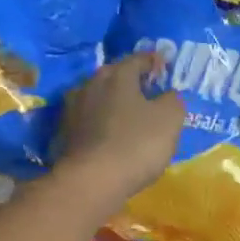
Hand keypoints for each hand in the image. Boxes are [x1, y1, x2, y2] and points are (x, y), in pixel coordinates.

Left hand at [53, 52, 184, 209]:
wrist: (91, 181)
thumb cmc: (136, 143)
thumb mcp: (170, 119)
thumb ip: (173, 100)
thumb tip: (168, 95)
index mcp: (117, 75)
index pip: (137, 59)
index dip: (152, 61)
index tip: (163, 65)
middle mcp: (92, 85)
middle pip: (114, 75)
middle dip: (130, 79)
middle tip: (147, 88)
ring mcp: (75, 109)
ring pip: (100, 97)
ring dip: (114, 101)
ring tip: (130, 112)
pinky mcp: (67, 133)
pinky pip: (91, 119)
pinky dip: (103, 121)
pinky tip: (113, 132)